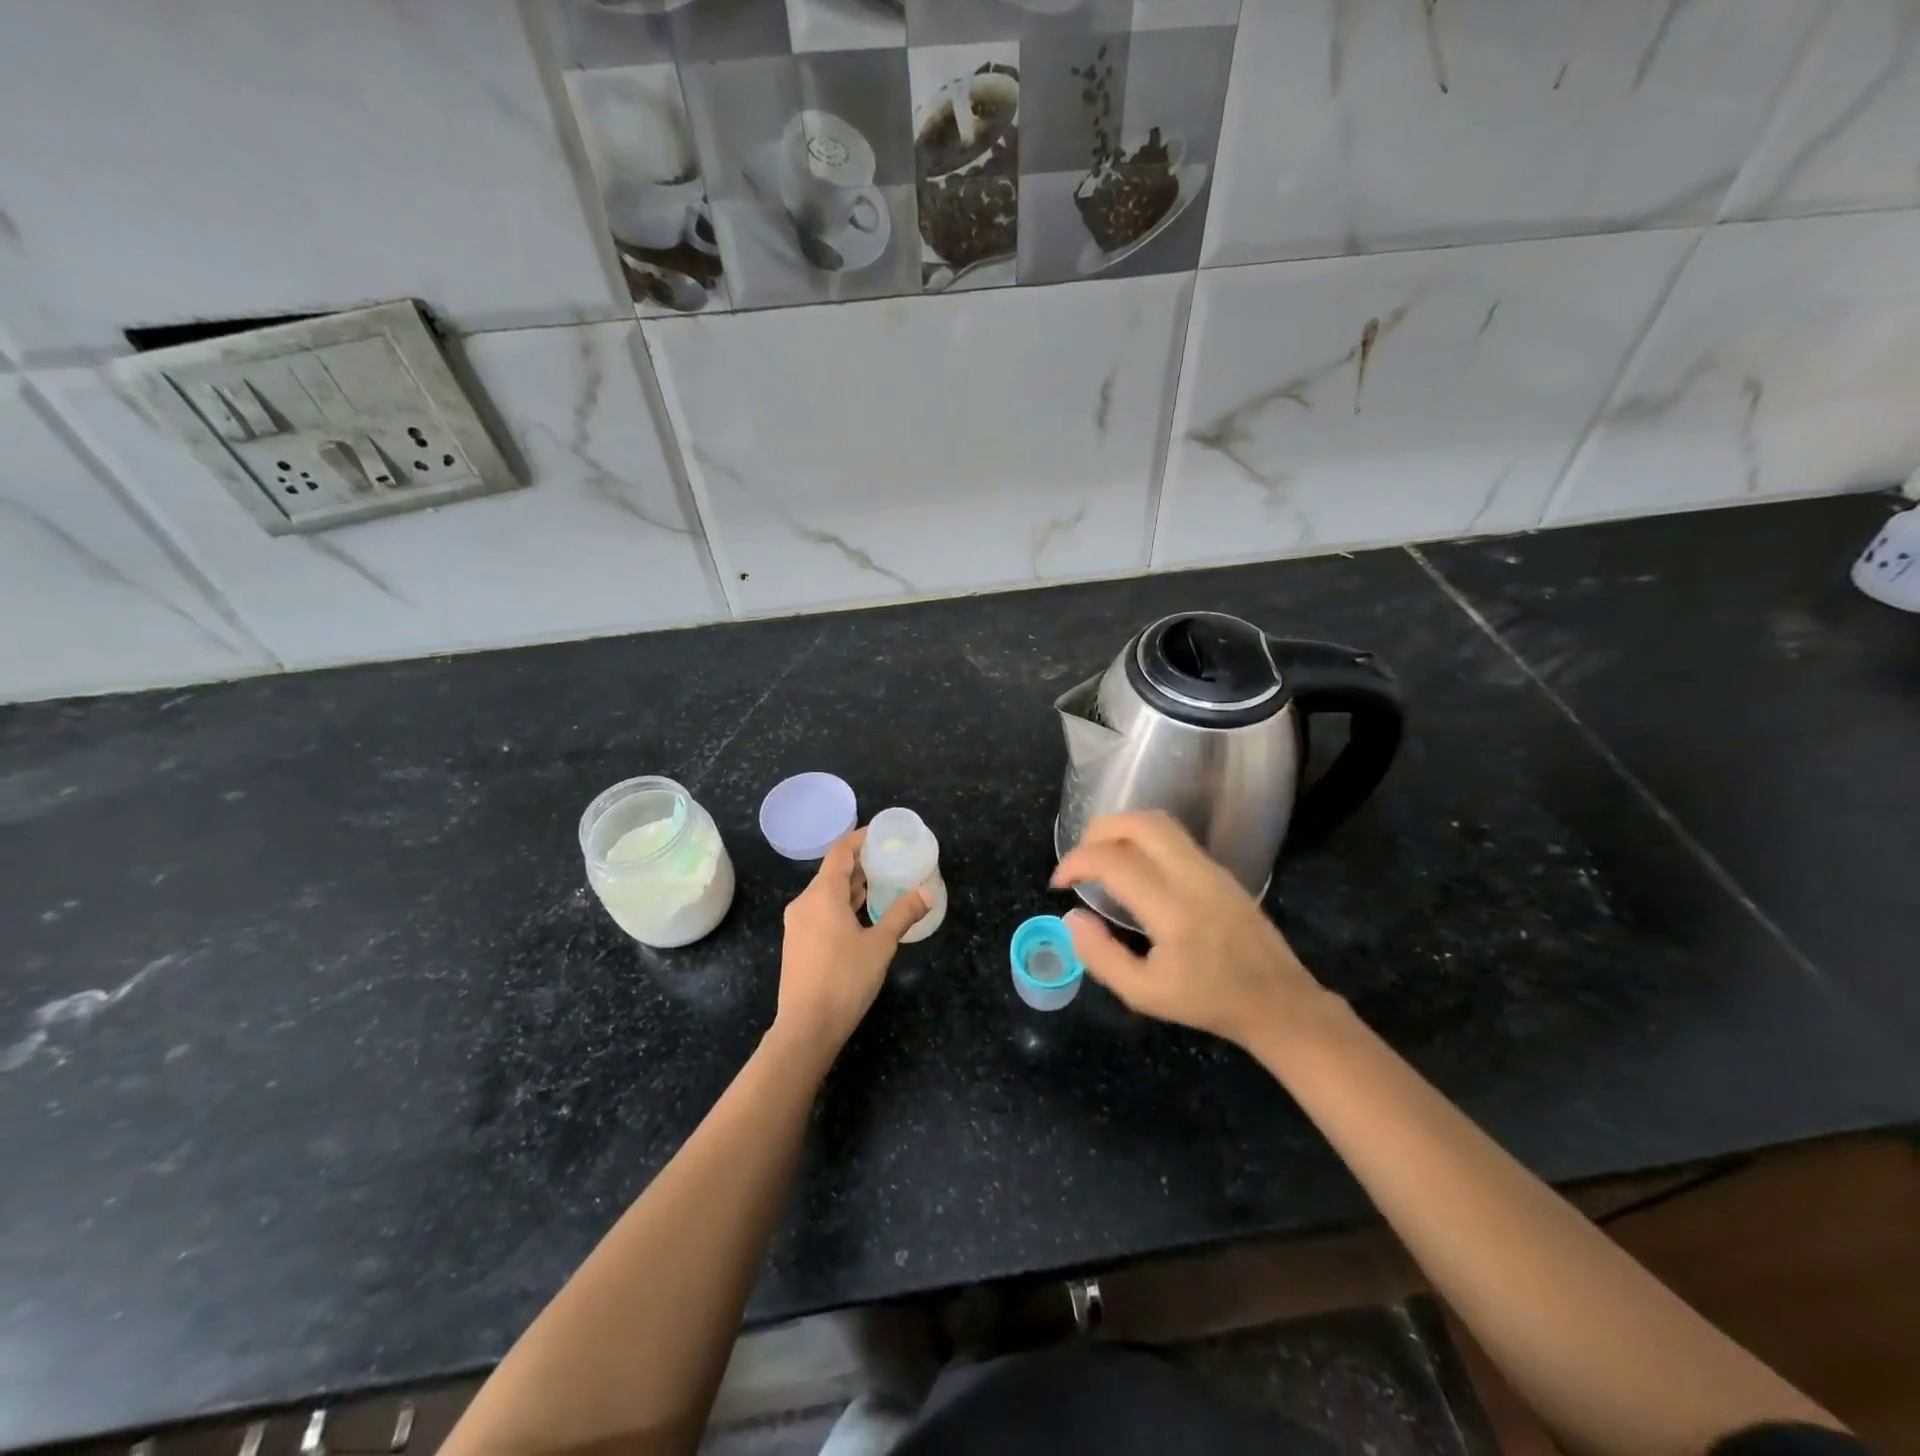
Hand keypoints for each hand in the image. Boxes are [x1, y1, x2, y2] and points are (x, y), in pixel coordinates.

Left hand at [773, 828, 928, 1063]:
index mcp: (822, 895)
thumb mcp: (881, 945)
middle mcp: (804, 903)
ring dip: (852, 886)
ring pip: (826, 893)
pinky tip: (862, 915)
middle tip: (891, 860)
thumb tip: (927, 893)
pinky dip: (842, 904)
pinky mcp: (797, 943)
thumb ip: (902, 914)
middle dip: (861, 863)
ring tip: (882, 883)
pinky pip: (821, 910)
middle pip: (833, 871)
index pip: (840, 852)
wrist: (806, 1028)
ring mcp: (797, 924)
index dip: (861, 839)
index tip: (883, 834)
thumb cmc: (844, 980)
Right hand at [1051, 811, 1326, 1050]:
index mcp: (1173, 909)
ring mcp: (1211, 868)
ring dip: (1121, 830)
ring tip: (1101, 858)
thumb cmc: (1208, 1001)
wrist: (1278, 1002)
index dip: (1076, 862)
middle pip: (1139, 823)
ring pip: (1159, 823)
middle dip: (1097, 831)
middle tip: (1079, 861)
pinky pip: (1174, 837)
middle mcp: (1193, 876)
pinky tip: (1133, 868)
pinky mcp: (1220, 870)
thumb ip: (1100, 956)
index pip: (1113, 861)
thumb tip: (1072, 916)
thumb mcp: (1144, 994)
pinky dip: (1142, 839)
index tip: (1059, 883)